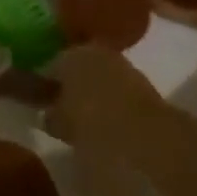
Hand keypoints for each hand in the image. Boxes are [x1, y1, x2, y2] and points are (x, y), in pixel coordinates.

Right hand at [45, 46, 165, 195]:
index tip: (40, 105)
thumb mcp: (63, 128)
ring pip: (100, 80)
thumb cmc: (97, 130)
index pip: (50, 66)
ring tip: (86, 125)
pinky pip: (118, 93)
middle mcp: (96, 52)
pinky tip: (109, 126)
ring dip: (93, 97)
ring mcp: (124, 67)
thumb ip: (52, 118)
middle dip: (71, 88)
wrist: (156, 142)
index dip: (44, 86)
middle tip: (63, 115)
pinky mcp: (145, 86)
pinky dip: (112, 106)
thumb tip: (50, 114)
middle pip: (77, 70)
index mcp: (70, 56)